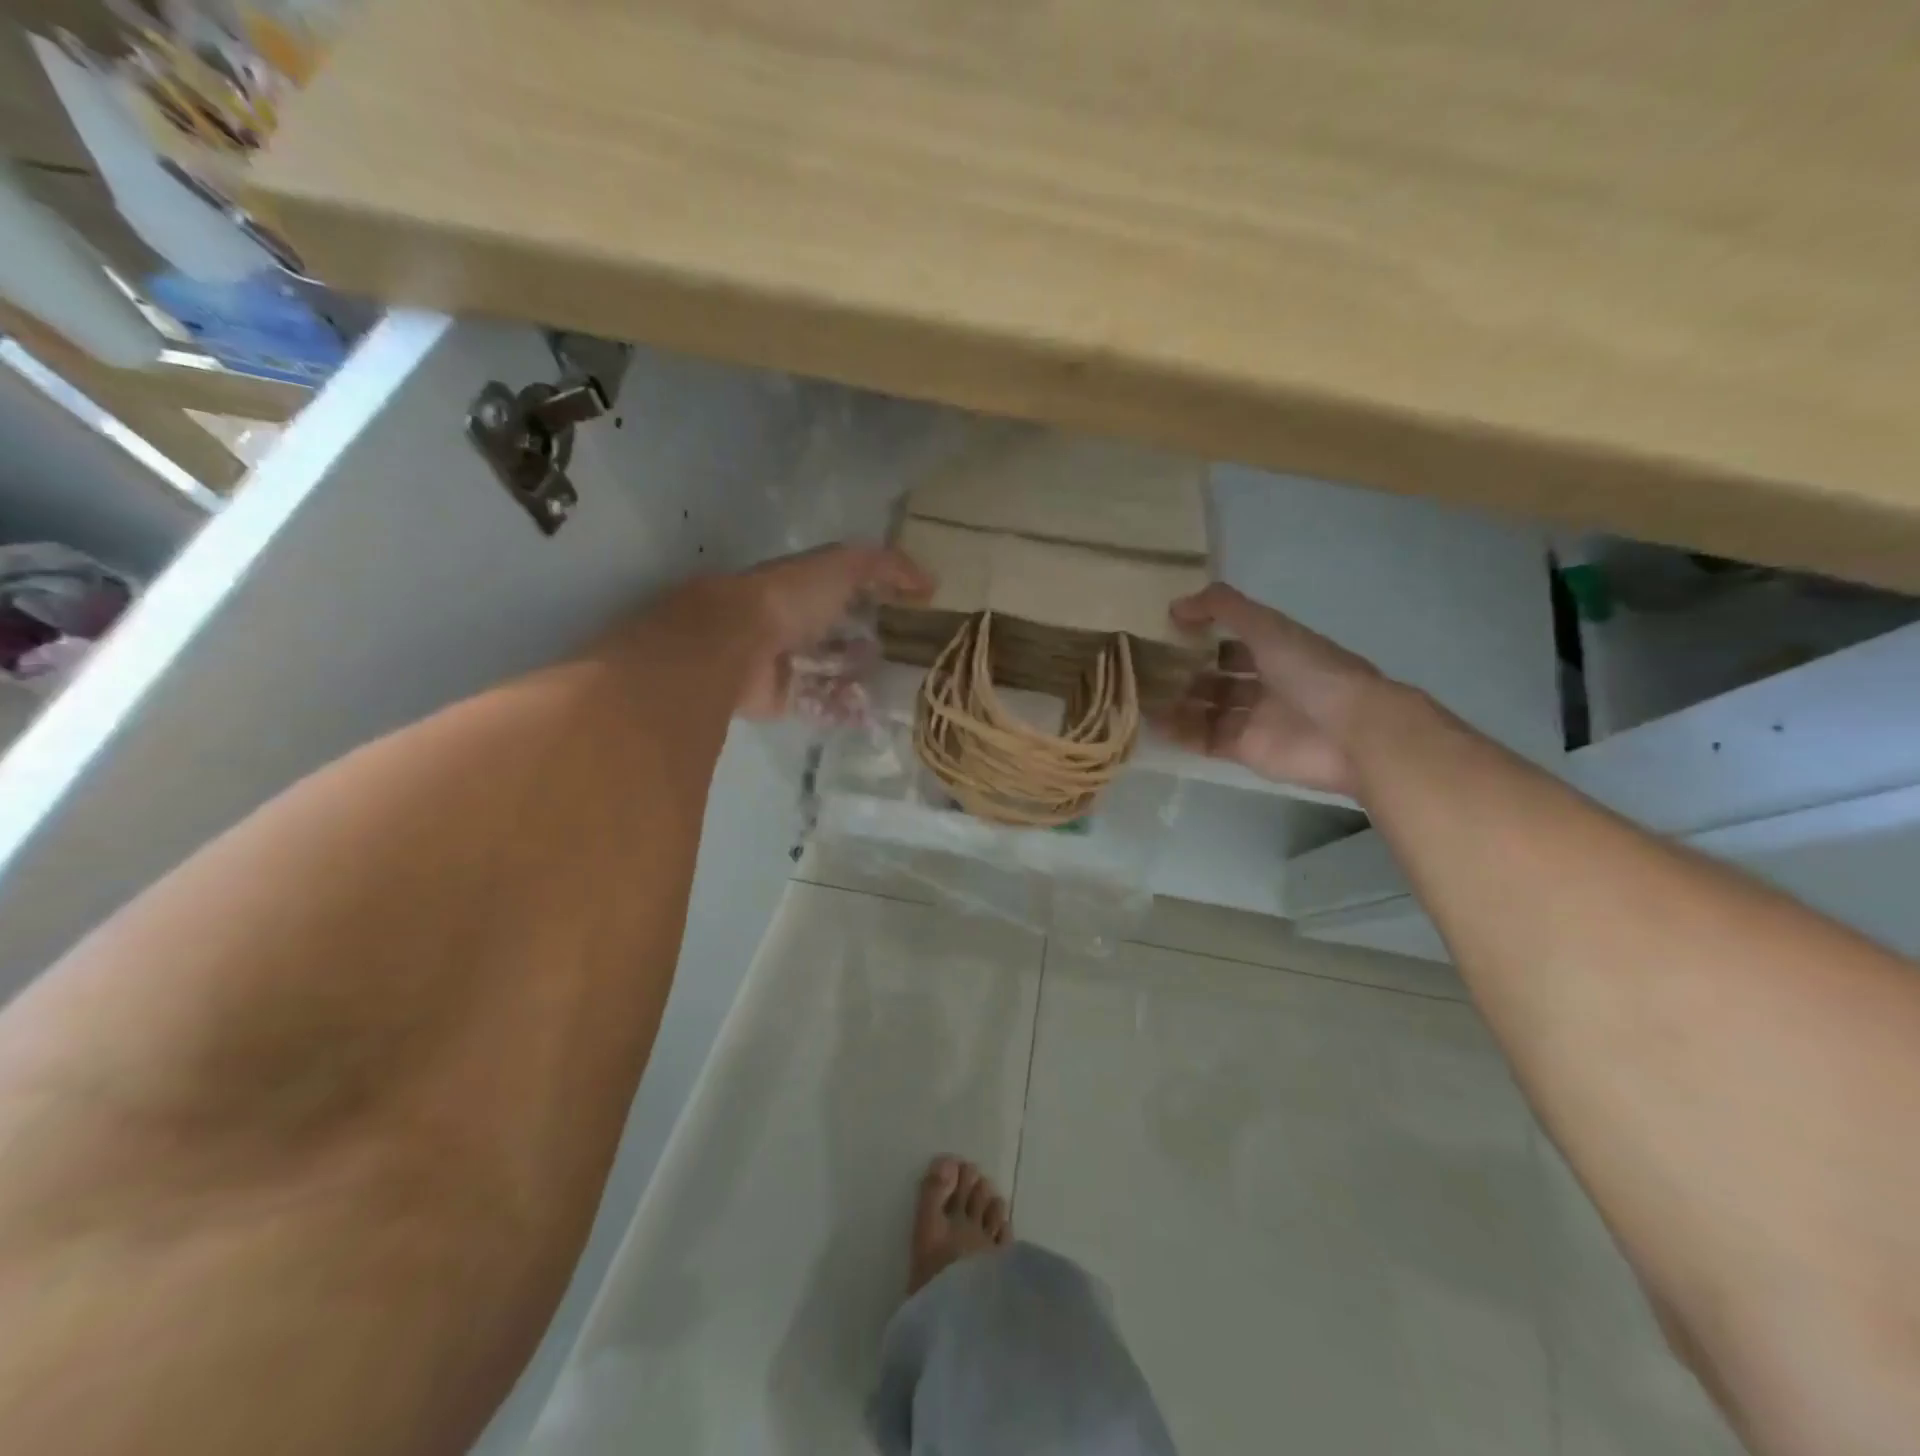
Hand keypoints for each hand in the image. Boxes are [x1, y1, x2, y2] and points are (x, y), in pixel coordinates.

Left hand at [651, 544, 931, 718]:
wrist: (737, 644)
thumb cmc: (791, 598)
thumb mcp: (845, 566)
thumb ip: (888, 566)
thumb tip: (931, 581)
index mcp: (811, 589)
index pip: (855, 593)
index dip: (886, 601)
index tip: (920, 616)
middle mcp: (801, 624)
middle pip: (847, 638)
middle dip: (878, 649)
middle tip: (915, 663)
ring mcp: (793, 663)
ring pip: (838, 675)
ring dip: (866, 682)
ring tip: (900, 692)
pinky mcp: (787, 698)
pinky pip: (824, 706)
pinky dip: (846, 710)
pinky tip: (874, 714)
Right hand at [1164, 584, 1384, 796]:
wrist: (1351, 732)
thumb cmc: (1312, 671)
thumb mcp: (1267, 626)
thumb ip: (1223, 608)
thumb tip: (1175, 605)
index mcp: (1277, 650)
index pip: (1232, 639)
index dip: (1202, 634)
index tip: (1164, 630)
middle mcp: (1265, 683)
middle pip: (1217, 676)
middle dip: (1184, 671)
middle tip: (1145, 666)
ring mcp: (1255, 719)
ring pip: (1207, 708)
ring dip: (1176, 702)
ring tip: (1139, 694)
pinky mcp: (1245, 750)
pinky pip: (1205, 739)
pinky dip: (1180, 732)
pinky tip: (1151, 722)